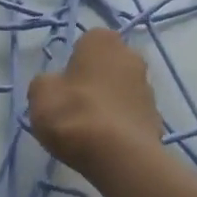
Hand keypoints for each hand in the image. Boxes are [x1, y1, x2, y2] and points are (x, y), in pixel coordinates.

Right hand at [26, 28, 164, 177]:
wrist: (119, 155)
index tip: (63, 85)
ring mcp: (148, 88)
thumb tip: (56, 85)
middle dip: (94, 81)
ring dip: (109, 103)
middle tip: (74, 106)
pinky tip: (106, 144)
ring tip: (89, 130)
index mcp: (103, 41)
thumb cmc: (75, 113)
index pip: (86, 42)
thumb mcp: (40, 93)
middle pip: (107, 66)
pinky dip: (120, 125)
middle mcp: (132, 56)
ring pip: (121, 91)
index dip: (73, 63)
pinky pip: (131, 116)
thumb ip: (46, 82)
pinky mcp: (156, 118)